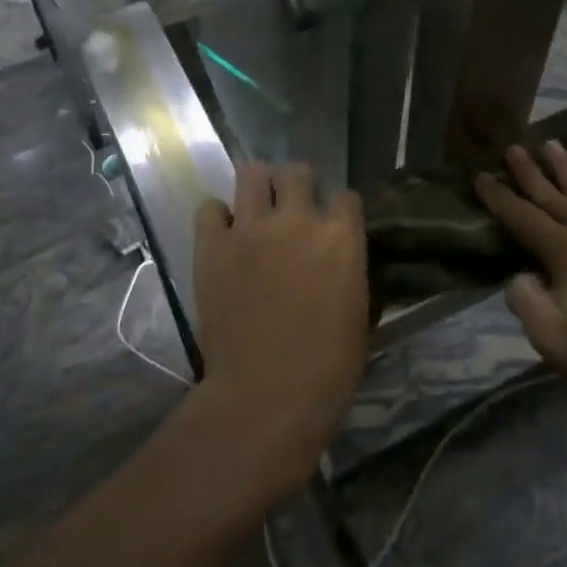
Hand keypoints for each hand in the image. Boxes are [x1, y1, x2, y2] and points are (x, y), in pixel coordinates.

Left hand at [191, 163, 368, 500]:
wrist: (267, 394)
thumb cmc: (328, 366)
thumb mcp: (358, 310)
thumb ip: (347, 267)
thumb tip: (336, 255)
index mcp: (341, 237)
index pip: (345, 196)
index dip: (339, 209)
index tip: (333, 223)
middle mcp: (297, 219)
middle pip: (297, 172)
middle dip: (297, 185)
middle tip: (291, 208)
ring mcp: (250, 228)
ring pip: (252, 173)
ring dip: (257, 187)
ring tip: (255, 208)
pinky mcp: (212, 245)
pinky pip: (209, 208)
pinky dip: (217, 216)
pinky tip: (223, 235)